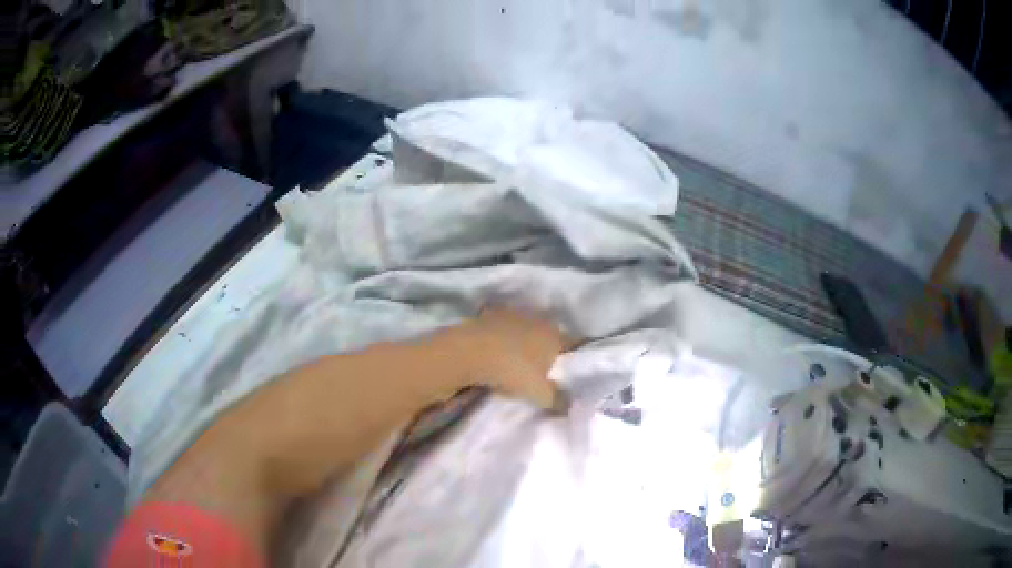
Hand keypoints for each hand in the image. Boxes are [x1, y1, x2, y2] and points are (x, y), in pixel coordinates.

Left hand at [459, 307, 572, 411]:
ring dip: (525, 337)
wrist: (470, 352)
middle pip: (550, 333)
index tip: (574, 366)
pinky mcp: (491, 314)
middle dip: (550, 346)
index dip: (576, 355)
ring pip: (527, 326)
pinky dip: (502, 333)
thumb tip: (571, 407)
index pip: (574, 343)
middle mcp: (538, 319)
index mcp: (555, 335)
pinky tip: (497, 346)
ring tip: (520, 356)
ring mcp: (513, 314)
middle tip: (547, 364)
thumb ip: (558, 400)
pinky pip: (503, 324)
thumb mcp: (539, 394)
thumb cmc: (512, 371)